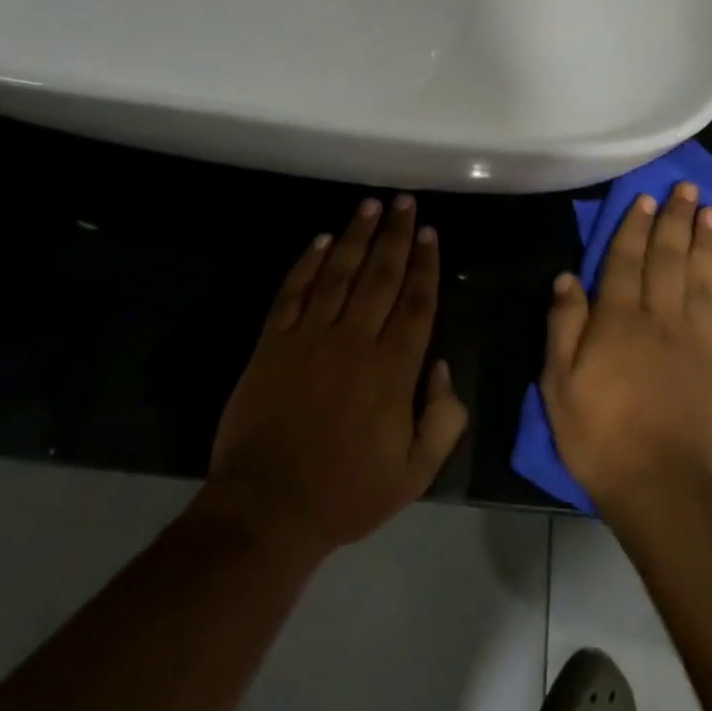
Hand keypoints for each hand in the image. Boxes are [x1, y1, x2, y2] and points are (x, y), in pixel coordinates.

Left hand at [205, 196, 468, 563]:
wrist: (268, 508)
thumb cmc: (347, 492)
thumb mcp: (414, 473)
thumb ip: (442, 420)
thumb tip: (444, 368)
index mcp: (393, 369)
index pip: (416, 302)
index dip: (426, 264)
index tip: (431, 233)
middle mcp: (354, 340)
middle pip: (381, 275)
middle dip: (396, 235)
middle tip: (405, 202)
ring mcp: (310, 337)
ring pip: (338, 272)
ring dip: (356, 236)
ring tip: (370, 205)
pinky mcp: (273, 343)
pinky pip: (293, 292)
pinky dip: (307, 263)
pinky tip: (320, 240)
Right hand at [539, 184, 711, 517]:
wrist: (662, 487)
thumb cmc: (600, 435)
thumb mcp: (559, 384)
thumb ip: (564, 326)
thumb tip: (567, 277)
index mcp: (618, 320)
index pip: (625, 260)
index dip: (634, 227)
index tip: (645, 198)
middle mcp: (659, 318)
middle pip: (668, 258)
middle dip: (676, 220)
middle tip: (686, 188)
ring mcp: (694, 339)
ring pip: (701, 278)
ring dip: (707, 242)